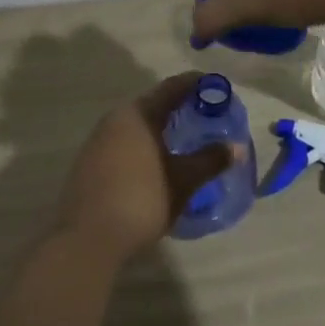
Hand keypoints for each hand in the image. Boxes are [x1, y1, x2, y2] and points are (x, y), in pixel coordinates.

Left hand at [55, 73, 235, 265]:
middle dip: (181, 108)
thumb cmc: (141, 200)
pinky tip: (158, 164)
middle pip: (154, 104)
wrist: (87, 241)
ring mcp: (98, 142)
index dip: (197, 84)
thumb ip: (210, 160)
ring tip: (185, 141)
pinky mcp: (89, 164)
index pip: (172, 87)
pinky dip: (145, 145)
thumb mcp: (183, 181)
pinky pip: (124, 143)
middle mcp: (115, 119)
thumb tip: (237, 147)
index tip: (219, 87)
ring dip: (161, 129)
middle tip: (206, 117)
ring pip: (137, 125)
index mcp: (138, 114)